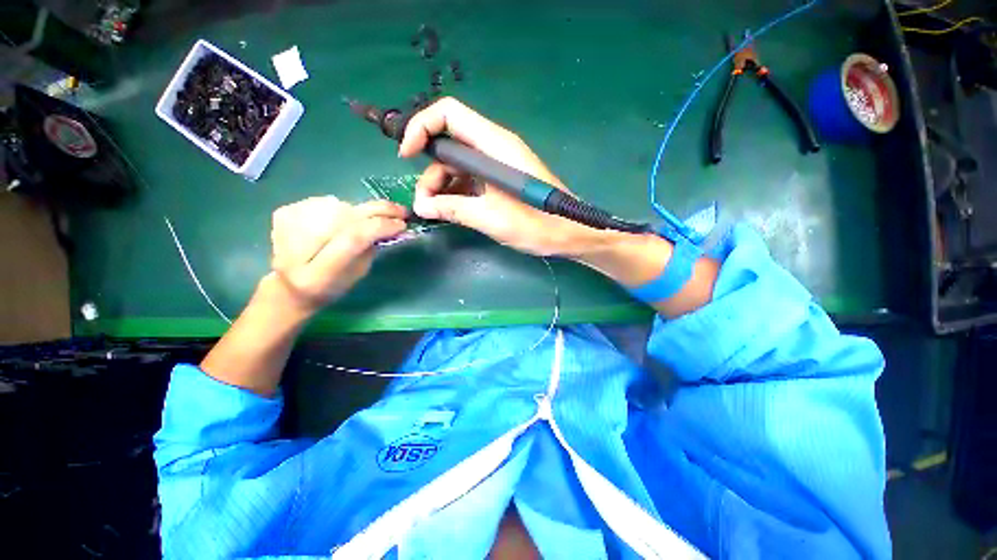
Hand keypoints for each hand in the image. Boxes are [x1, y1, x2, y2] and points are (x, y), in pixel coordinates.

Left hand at [266, 196, 406, 313]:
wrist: (290, 286)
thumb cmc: (331, 286)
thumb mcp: (357, 274)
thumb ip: (371, 249)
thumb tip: (392, 225)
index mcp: (316, 274)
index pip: (352, 238)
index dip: (380, 227)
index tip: (402, 224)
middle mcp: (295, 248)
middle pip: (345, 217)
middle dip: (378, 211)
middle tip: (401, 211)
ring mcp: (285, 226)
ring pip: (339, 205)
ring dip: (361, 211)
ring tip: (371, 220)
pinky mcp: (283, 212)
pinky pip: (326, 201)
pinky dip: (343, 209)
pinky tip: (344, 221)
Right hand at [399, 97, 603, 256]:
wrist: (568, 233)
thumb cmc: (536, 224)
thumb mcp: (490, 217)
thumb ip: (454, 208)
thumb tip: (422, 206)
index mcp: (495, 145)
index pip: (449, 114)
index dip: (421, 127)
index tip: (406, 156)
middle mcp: (494, 148)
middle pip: (449, 145)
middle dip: (431, 172)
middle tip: (424, 205)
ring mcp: (497, 165)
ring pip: (457, 166)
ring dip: (441, 187)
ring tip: (436, 213)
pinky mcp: (500, 181)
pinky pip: (470, 180)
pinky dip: (456, 193)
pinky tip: (450, 211)